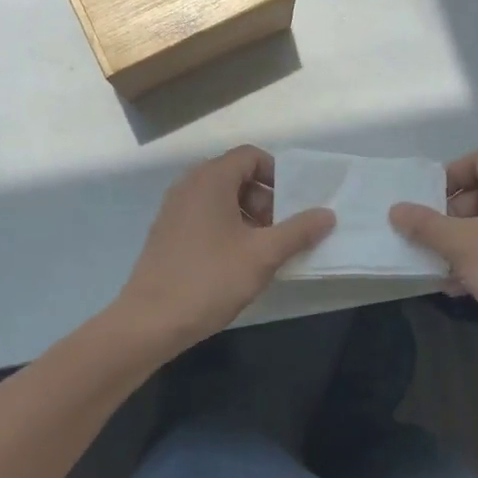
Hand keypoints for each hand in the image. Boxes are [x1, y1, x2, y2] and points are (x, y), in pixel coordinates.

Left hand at [116, 145, 335, 352]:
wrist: (150, 321)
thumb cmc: (210, 279)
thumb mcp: (262, 255)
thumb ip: (298, 231)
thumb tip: (328, 214)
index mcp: (211, 179)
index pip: (250, 156)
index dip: (277, 174)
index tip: (294, 204)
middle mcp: (189, 185)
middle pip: (236, 175)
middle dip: (264, 199)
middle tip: (280, 232)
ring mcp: (174, 208)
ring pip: (220, 198)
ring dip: (246, 216)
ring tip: (262, 251)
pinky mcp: (166, 231)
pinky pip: (203, 215)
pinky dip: (225, 227)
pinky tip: (235, 262)